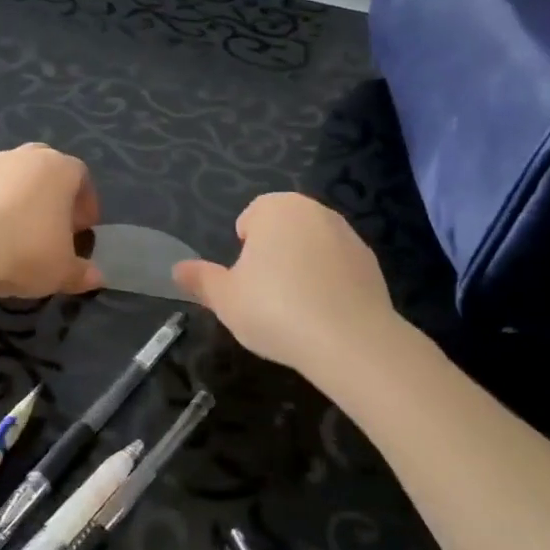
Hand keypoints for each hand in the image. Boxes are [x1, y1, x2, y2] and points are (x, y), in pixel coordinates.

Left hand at [0, 144, 102, 298]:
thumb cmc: (27, 251)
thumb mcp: (63, 271)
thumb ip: (82, 273)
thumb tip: (97, 278)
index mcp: (61, 169)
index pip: (81, 177)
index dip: (86, 204)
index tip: (83, 230)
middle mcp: (28, 157)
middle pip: (48, 170)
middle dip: (54, 196)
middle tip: (54, 227)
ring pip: (16, 177)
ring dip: (23, 199)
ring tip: (20, 233)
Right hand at [173, 193, 395, 372]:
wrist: (349, 340)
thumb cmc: (274, 310)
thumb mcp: (226, 299)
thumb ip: (202, 280)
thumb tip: (178, 269)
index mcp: (277, 209)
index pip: (252, 216)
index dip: (243, 248)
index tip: (245, 281)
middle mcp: (315, 211)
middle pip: (284, 229)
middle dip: (273, 255)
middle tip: (265, 296)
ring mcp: (348, 235)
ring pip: (313, 247)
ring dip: (302, 268)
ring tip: (295, 310)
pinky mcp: (371, 264)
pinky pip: (338, 269)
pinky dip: (329, 284)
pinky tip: (323, 316)